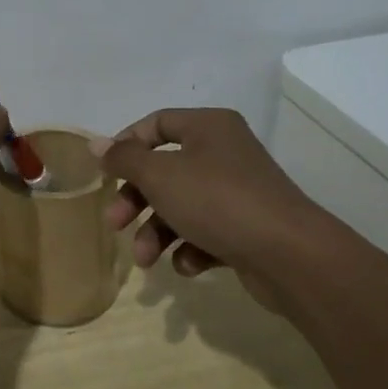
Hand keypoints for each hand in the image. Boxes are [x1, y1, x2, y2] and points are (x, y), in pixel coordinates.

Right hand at [94, 108, 329, 310]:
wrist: (290, 255)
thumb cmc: (217, 200)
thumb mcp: (160, 175)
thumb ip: (124, 159)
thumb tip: (97, 144)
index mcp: (208, 127)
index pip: (157, 123)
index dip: (126, 145)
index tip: (106, 173)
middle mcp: (225, 152)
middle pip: (165, 169)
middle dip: (136, 200)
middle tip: (116, 224)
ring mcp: (239, 191)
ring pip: (183, 205)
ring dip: (157, 231)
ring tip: (146, 260)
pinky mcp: (248, 227)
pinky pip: (207, 231)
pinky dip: (191, 247)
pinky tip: (188, 265)